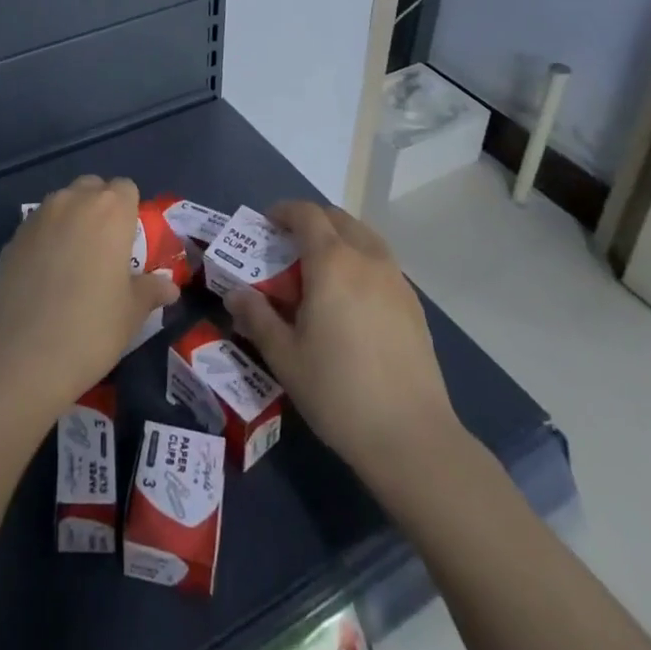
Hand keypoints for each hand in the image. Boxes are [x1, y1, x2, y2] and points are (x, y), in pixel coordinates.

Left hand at [0, 176, 178, 427]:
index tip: (129, 242)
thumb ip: (151, 290)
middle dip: (100, 208)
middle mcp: (73, 201)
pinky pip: (38, 226)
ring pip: (62, 203)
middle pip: (92, 187)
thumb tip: (169, 286)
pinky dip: (46, 239)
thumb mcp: (132, 313)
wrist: (22, 356)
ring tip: (73, 262)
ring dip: (72, 220)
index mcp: (110, 210)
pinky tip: (45, 276)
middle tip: (104, 249)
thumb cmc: (91, 329)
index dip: (129, 210)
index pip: (126, 188)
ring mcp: (38, 216)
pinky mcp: (12, 237)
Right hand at [225, 201, 459, 485]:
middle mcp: (366, 259)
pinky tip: (352, 299)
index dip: (284, 211)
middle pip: (338, 218)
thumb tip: (235, 295)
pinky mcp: (414, 305)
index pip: (306, 214)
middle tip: (290, 246)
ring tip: (321, 269)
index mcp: (331, 262)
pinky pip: (382, 263)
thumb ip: (257, 317)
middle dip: (311, 221)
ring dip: (339, 238)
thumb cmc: (338, 392)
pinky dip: (361, 261)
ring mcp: (396, 280)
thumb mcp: (284, 357)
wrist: (412, 438)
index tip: (266, 224)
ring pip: (364, 237)